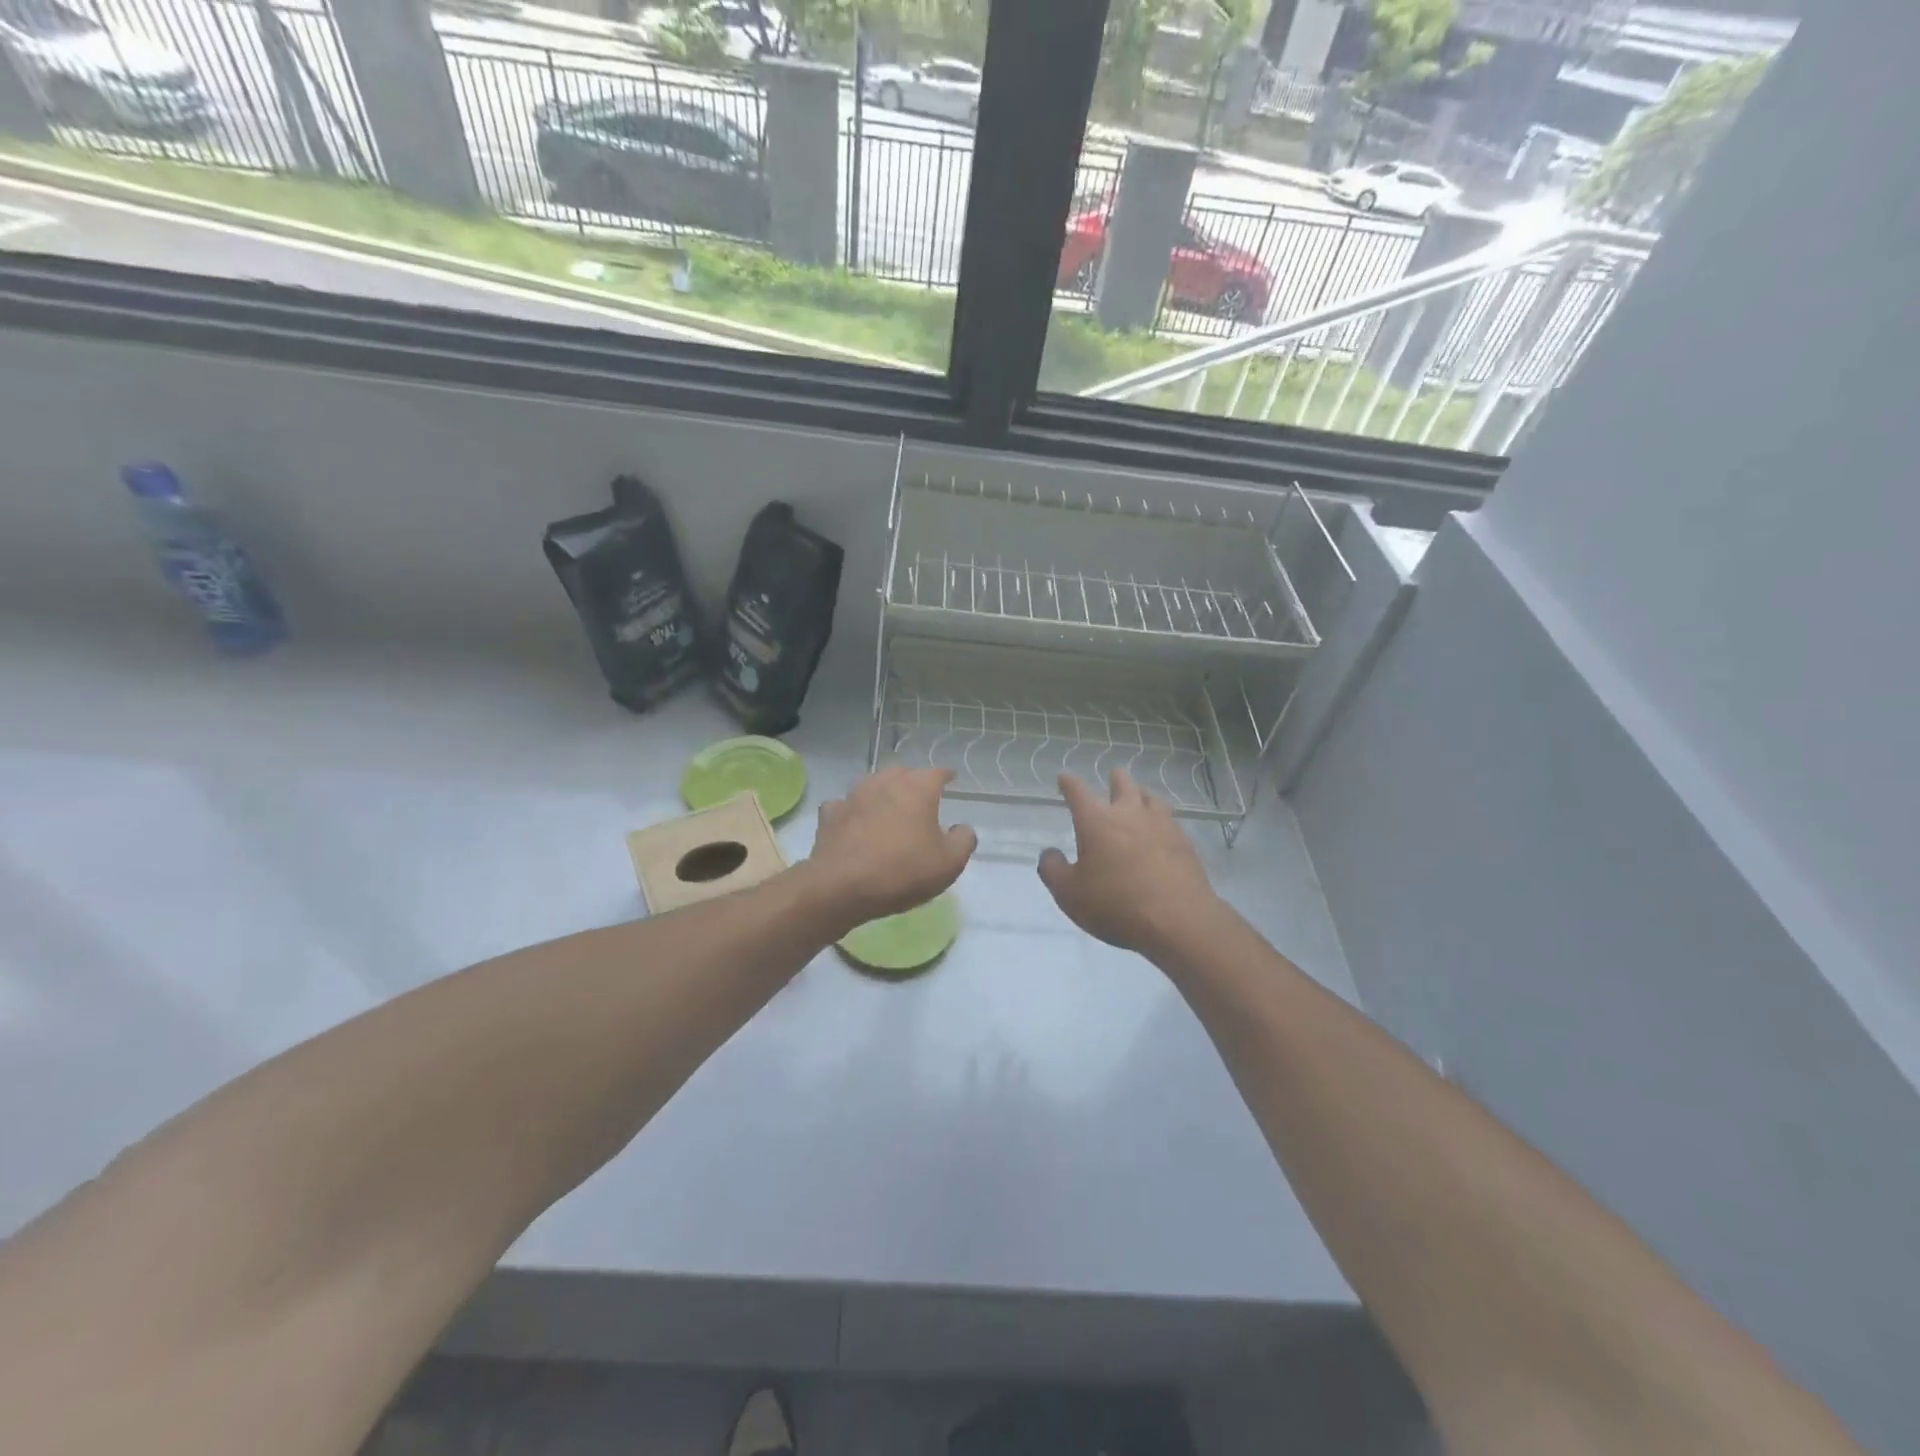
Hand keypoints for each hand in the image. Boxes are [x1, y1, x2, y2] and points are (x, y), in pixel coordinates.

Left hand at [804, 767, 975, 927]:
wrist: (841, 886)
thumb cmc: (903, 871)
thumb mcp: (949, 863)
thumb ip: (963, 840)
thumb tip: (962, 828)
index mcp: (917, 789)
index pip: (937, 773)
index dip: (946, 776)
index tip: (951, 780)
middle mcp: (885, 783)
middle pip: (903, 773)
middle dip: (913, 781)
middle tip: (920, 798)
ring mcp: (854, 795)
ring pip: (872, 784)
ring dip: (883, 792)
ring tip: (888, 808)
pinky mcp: (830, 814)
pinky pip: (845, 804)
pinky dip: (853, 810)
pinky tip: (855, 822)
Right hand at [1037, 769, 1221, 956]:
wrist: (1178, 920)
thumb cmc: (1116, 904)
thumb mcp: (1069, 894)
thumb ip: (1052, 870)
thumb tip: (1049, 853)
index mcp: (1097, 821)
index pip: (1078, 792)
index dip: (1068, 783)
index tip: (1064, 777)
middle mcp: (1129, 814)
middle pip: (1123, 784)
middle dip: (1114, 779)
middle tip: (1112, 778)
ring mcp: (1161, 825)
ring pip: (1150, 797)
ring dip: (1141, 795)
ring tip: (1139, 798)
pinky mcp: (1184, 842)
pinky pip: (1170, 819)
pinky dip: (1161, 818)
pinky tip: (1161, 829)